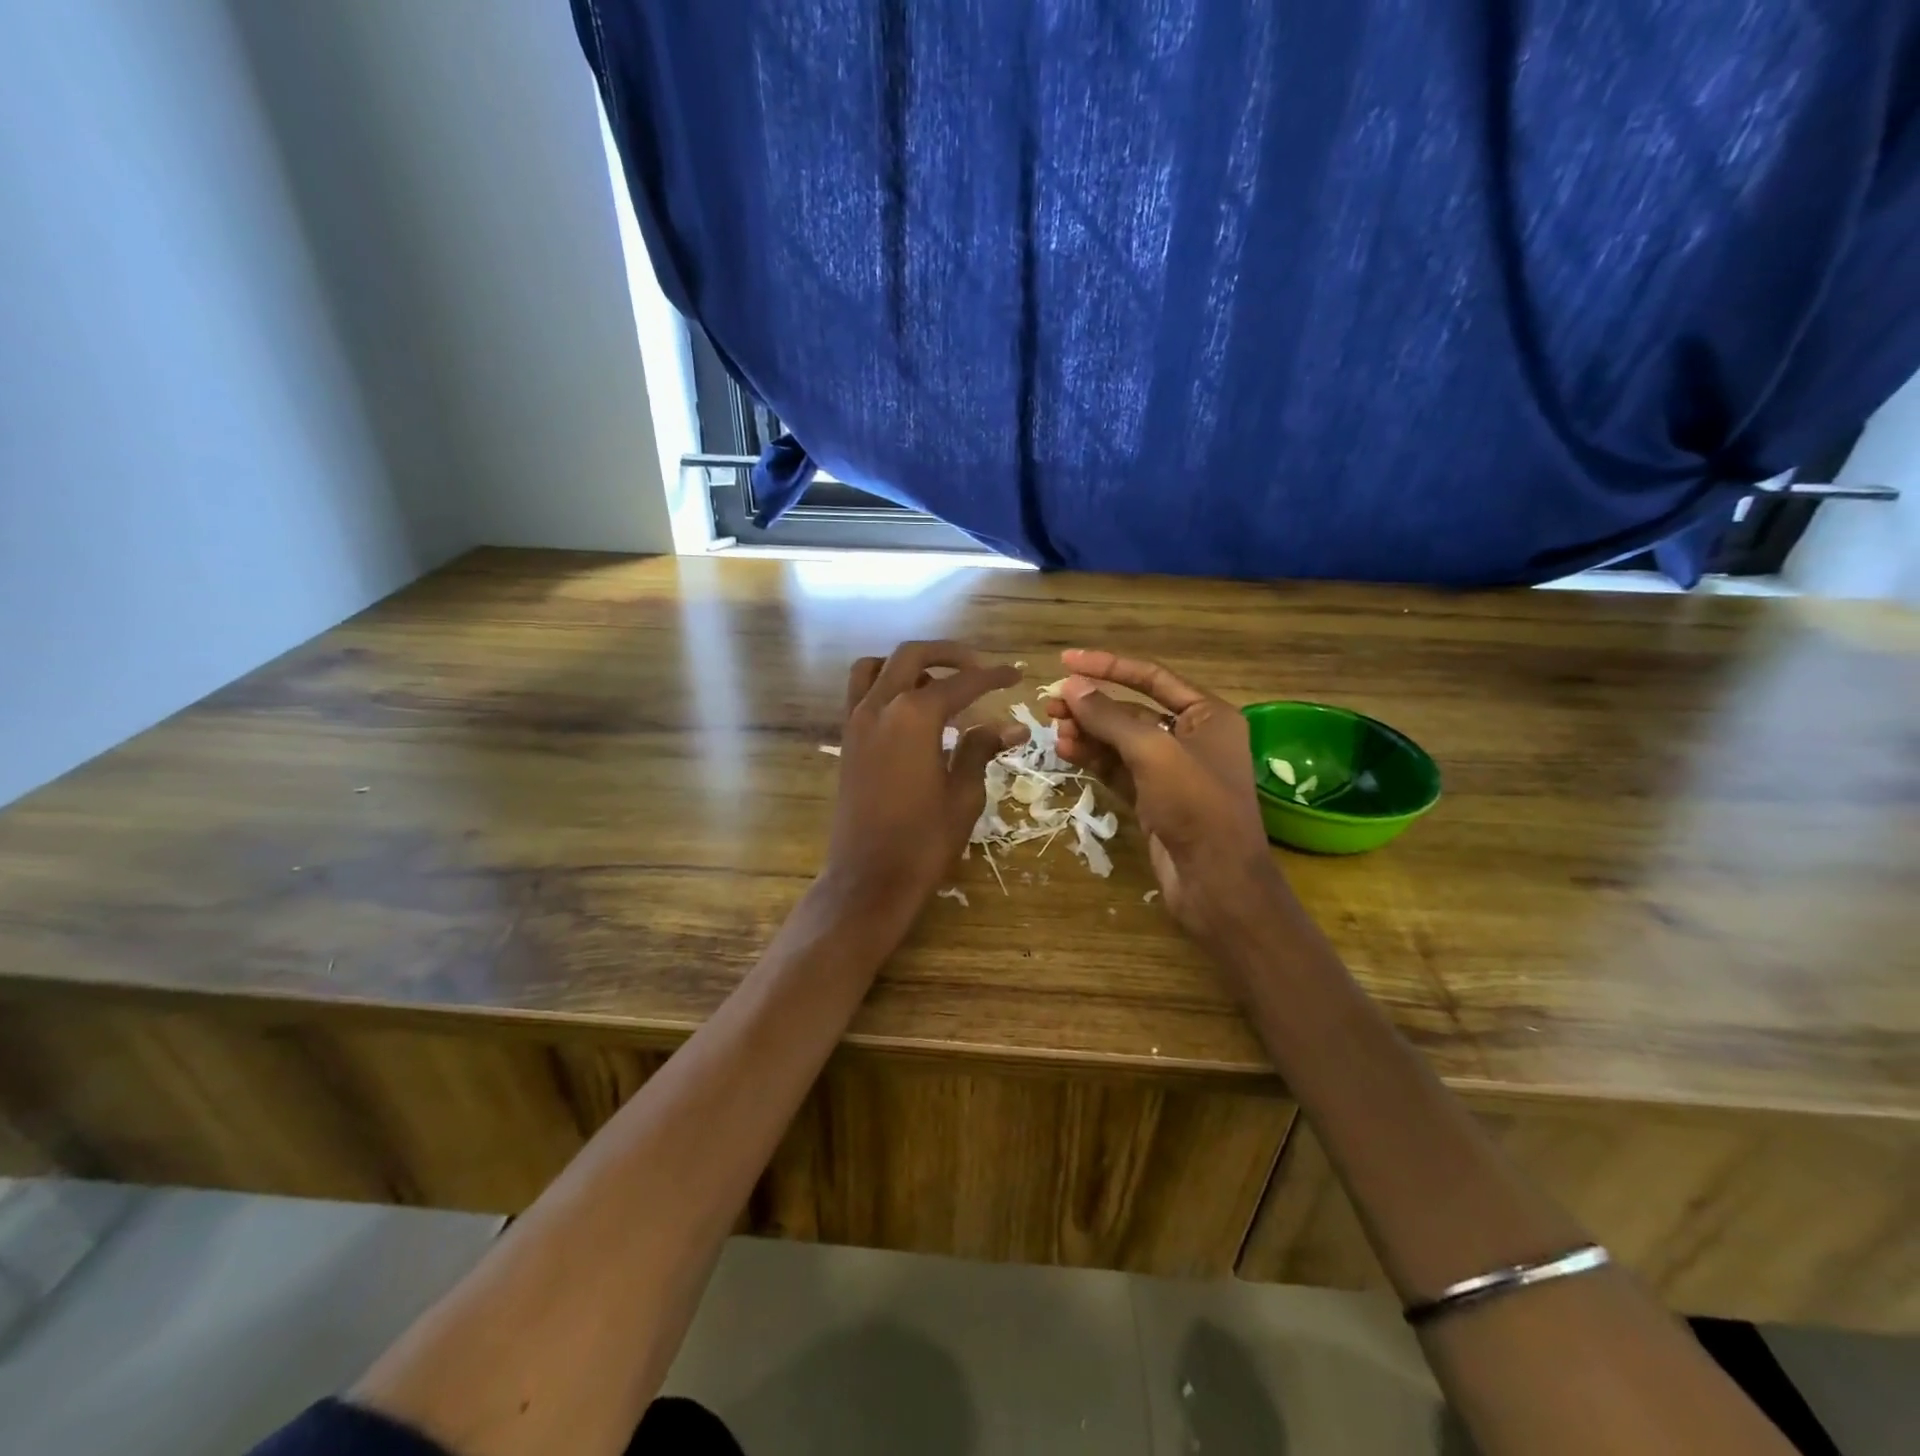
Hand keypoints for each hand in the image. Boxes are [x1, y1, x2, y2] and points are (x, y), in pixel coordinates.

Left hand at [822, 641, 1024, 922]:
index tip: (1016, 674)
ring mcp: (857, 721)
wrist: (868, 879)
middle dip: (950, 654)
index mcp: (914, 717)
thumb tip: (1013, 727)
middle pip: (913, 656)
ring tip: (939, 684)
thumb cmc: (923, 841)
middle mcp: (880, 707)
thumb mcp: (963, 795)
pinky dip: (886, 685)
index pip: (961, 683)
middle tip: (979, 667)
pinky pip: (862, 693)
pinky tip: (911, 712)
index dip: (992, 677)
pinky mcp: (847, 740)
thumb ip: (981, 749)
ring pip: (877, 667)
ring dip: (910, 665)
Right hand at [1043, 649, 1288, 949]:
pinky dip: (1094, 759)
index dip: (1108, 666)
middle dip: (1092, 706)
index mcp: (1209, 715)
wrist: (1215, 881)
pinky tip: (1067, 752)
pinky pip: (1118, 769)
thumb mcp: (1152, 751)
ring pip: (1121, 742)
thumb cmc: (1195, 805)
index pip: (1152, 677)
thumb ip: (1110, 716)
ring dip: (1088, 734)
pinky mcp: (1154, 799)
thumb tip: (1072, 686)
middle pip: (1132, 710)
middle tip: (1051, 705)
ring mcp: (1172, 771)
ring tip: (1055, 732)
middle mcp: (1193, 737)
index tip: (1066, 661)